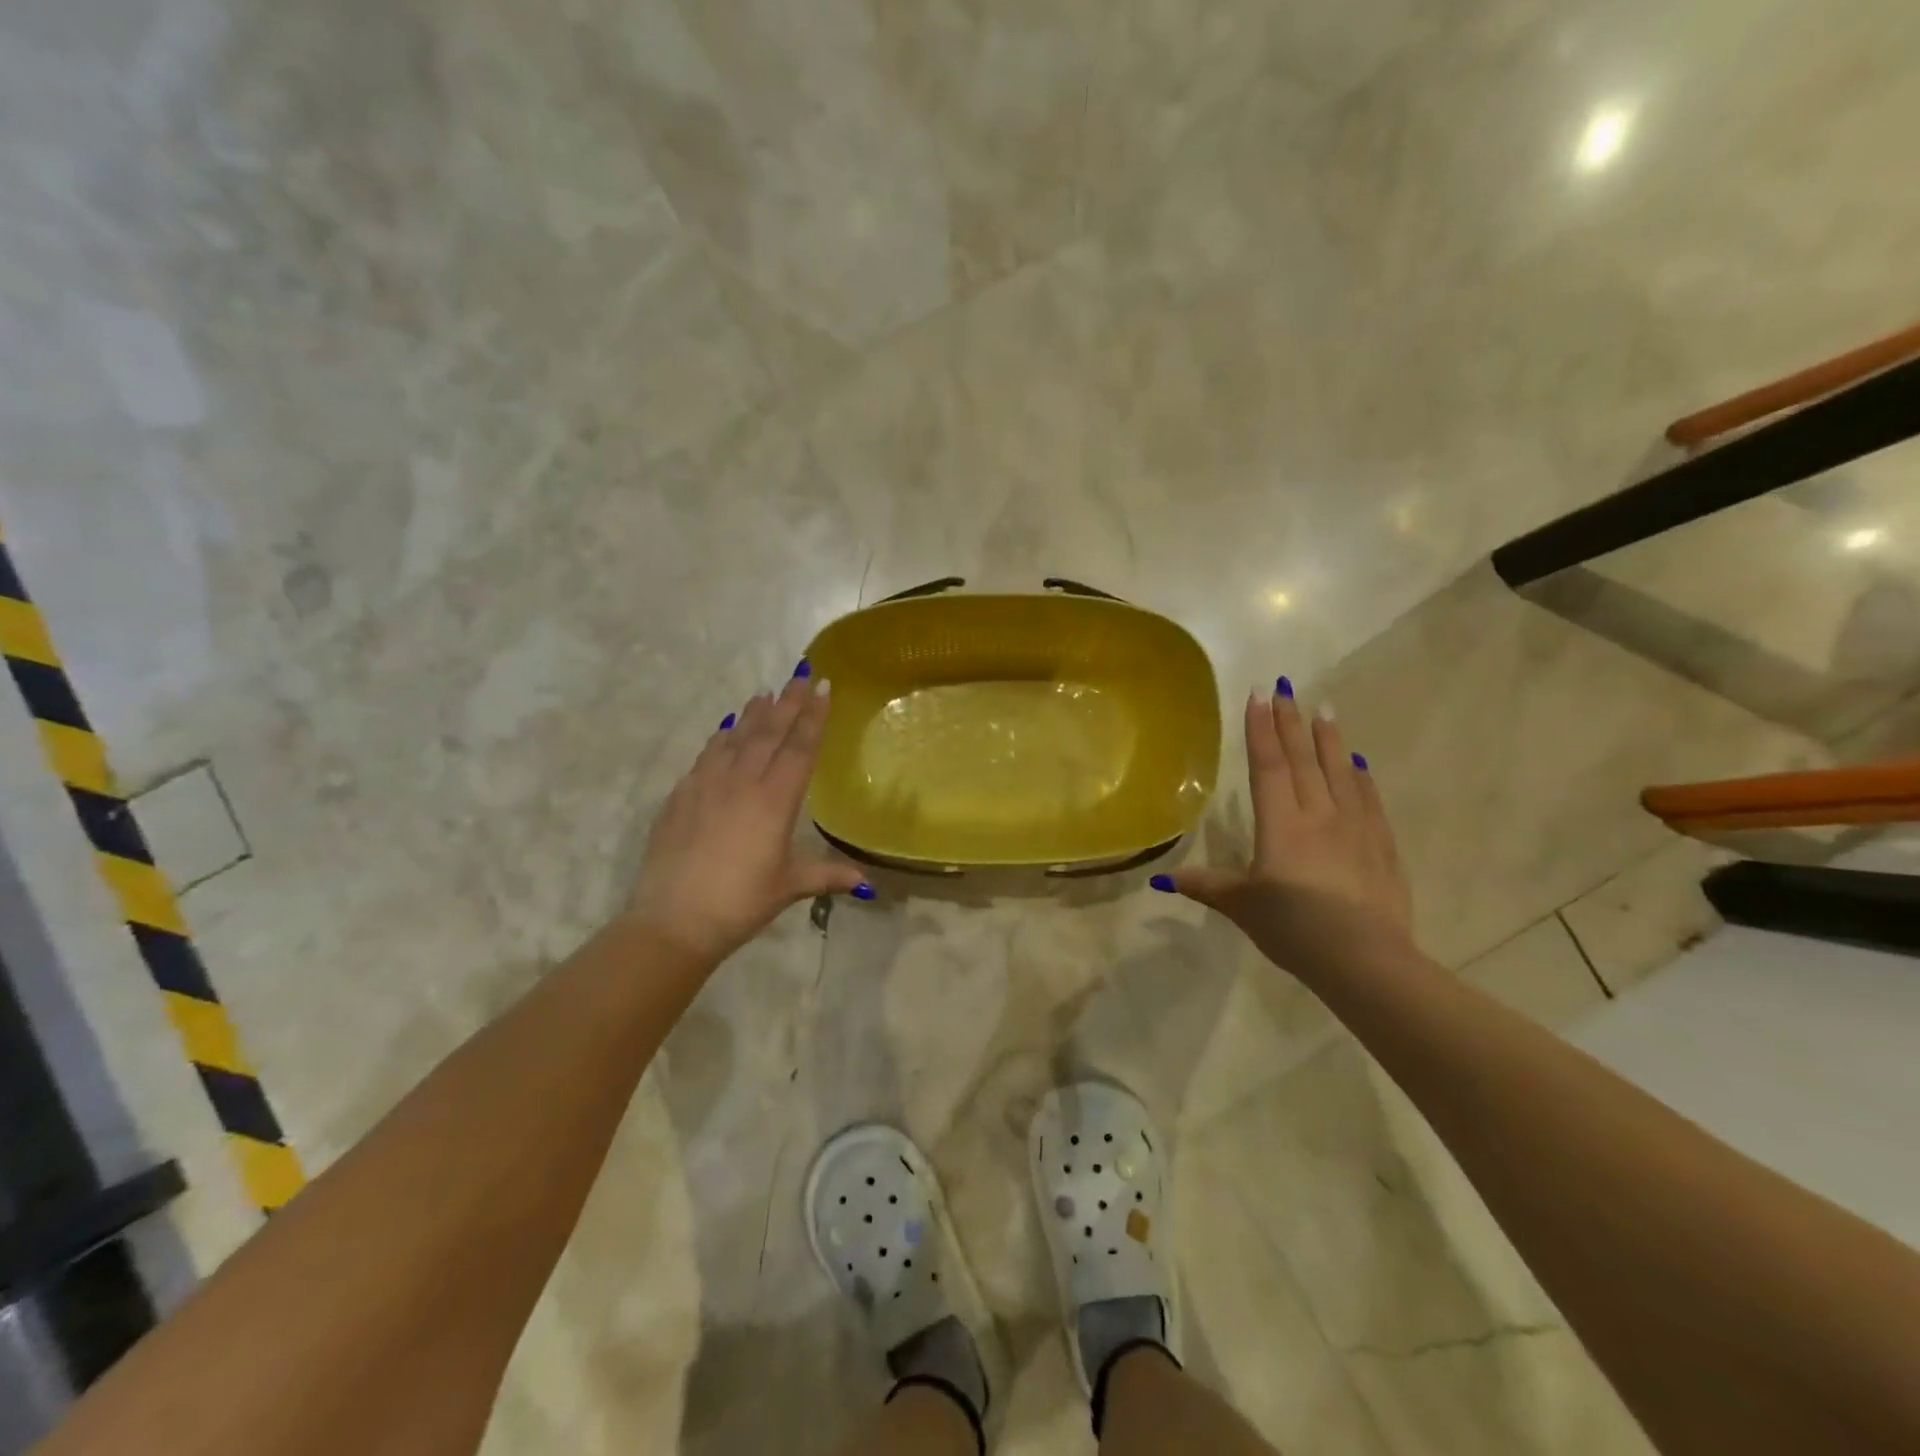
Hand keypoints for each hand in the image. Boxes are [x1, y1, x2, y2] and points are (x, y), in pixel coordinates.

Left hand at [628, 676, 868, 962]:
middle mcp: (743, 782)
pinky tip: (725, 730)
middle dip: (788, 702)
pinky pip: (707, 755)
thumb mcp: (788, 886)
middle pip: (770, 732)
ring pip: (736, 737)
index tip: (822, 687)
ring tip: (765, 694)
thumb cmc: (741, 902)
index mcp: (776, 800)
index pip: (800, 747)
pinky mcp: (681, 795)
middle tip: (800, 674)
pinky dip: (721, 738)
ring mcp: (708, 784)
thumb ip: (826, 876)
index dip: (813, 716)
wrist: (673, 919)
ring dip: (753, 714)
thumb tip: (865, 883)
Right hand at [1161, 680, 1412, 971]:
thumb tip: (1162, 878)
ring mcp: (1356, 828)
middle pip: (1303, 759)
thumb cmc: (1293, 928)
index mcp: (1281, 823)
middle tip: (1287, 688)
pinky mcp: (1382, 847)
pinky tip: (1359, 763)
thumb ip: (1206, 885)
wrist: (1364, 958)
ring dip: (1330, 739)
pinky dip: (1362, 777)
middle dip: (1291, 722)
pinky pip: (1370, 801)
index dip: (1261, 729)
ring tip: (1325, 710)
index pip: (1268, 766)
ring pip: (1340, 772)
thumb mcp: (1241, 906)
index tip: (1259, 695)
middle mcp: (1319, 814)